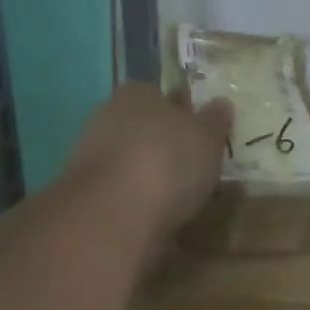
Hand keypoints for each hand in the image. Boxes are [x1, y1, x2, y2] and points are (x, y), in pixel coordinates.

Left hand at [66, 82, 233, 243]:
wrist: (113, 216)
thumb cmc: (167, 161)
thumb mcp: (207, 136)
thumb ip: (215, 119)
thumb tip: (221, 103)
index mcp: (136, 93)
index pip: (159, 94)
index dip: (182, 110)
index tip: (201, 131)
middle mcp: (108, 117)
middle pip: (144, 127)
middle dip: (165, 142)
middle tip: (196, 164)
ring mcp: (92, 156)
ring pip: (132, 159)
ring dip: (152, 173)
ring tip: (184, 195)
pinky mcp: (88, 194)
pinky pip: (123, 190)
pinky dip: (140, 199)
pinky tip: (160, 214)